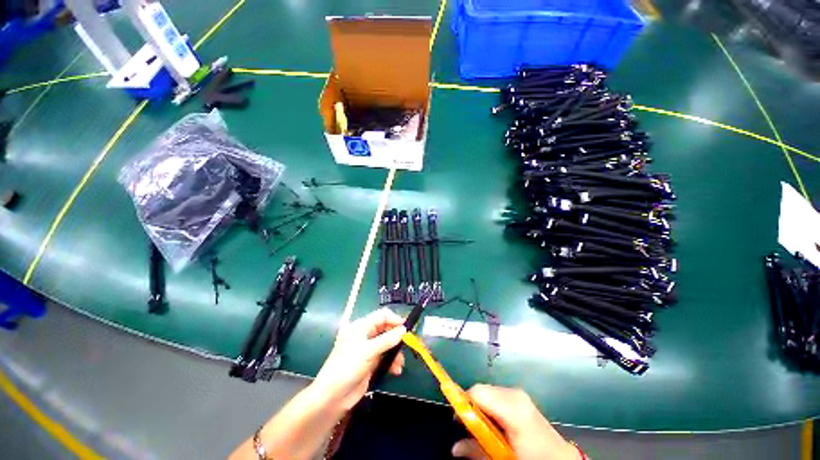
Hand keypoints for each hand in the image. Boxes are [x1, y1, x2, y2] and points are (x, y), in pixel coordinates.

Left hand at [313, 308, 406, 410]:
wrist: (332, 397)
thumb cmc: (347, 367)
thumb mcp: (368, 351)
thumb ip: (387, 340)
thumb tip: (403, 330)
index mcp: (361, 326)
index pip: (382, 316)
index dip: (395, 320)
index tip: (407, 328)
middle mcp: (365, 335)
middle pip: (386, 329)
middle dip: (397, 338)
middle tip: (408, 345)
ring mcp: (368, 349)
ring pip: (387, 344)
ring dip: (396, 352)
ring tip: (400, 364)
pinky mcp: (370, 362)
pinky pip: (385, 357)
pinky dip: (391, 362)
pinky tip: (396, 371)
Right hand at [452, 385, 578, 459]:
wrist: (560, 458)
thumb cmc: (532, 458)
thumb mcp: (503, 457)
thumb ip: (478, 450)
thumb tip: (454, 447)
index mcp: (512, 406)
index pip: (477, 392)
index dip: (463, 403)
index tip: (458, 421)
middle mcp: (514, 394)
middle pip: (481, 391)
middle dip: (472, 407)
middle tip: (469, 429)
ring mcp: (518, 393)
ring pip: (488, 392)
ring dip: (481, 408)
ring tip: (483, 429)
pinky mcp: (521, 398)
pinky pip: (497, 396)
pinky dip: (490, 407)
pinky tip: (496, 425)